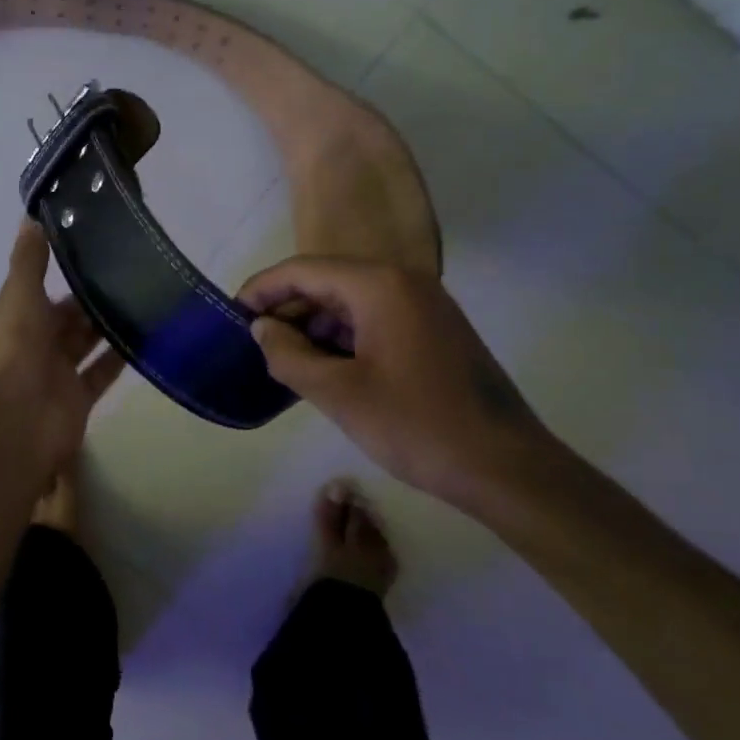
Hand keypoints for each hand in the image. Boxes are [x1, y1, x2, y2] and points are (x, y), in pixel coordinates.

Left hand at [0, 221, 125, 471]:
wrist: (15, 423)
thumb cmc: (13, 352)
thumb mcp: (19, 296)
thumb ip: (29, 260)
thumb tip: (33, 217)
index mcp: (11, 320)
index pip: (36, 292)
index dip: (60, 276)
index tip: (93, 254)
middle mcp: (31, 345)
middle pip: (65, 318)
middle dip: (90, 300)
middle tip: (129, 274)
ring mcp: (54, 374)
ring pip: (85, 344)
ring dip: (107, 326)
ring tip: (143, 298)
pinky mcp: (77, 398)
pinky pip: (101, 372)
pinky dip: (120, 357)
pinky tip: (147, 336)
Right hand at [238, 257, 554, 508]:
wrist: (507, 469)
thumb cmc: (417, 425)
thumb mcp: (339, 394)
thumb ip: (289, 355)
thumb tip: (262, 329)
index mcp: (380, 286)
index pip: (304, 271)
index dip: (263, 289)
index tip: (232, 313)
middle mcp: (405, 284)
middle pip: (329, 282)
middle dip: (289, 310)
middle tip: (256, 344)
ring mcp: (426, 308)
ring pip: (352, 304)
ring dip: (315, 327)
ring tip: (285, 360)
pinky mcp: (435, 333)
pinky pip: (376, 321)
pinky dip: (344, 339)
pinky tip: (326, 368)